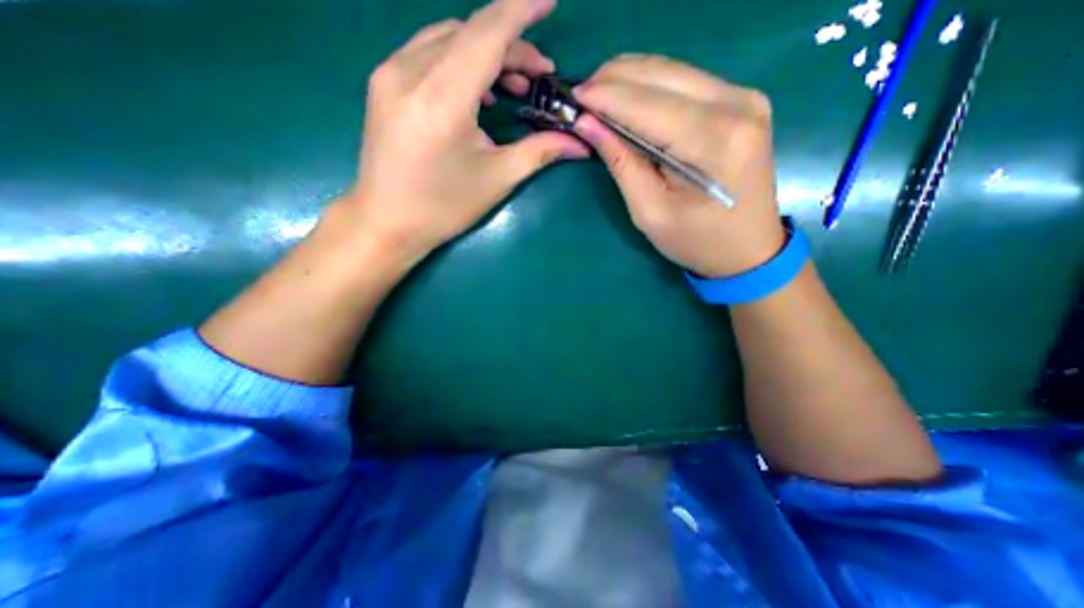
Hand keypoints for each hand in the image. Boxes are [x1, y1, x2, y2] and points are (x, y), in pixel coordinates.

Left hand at [343, 0, 588, 261]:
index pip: (487, 34)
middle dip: (511, 46)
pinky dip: (459, 61)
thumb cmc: (444, 207)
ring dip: (485, 52)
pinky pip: (428, 53)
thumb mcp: (497, 179)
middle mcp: (409, 72)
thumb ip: (539, 151)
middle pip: (469, 33)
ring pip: (447, 38)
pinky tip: (476, 91)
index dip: (521, 11)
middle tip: (539, 76)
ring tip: (511, 85)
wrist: (387, 222)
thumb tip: (578, 142)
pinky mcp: (384, 83)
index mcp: (441, 98)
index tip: (549, 0)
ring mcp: (390, 74)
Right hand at [576, 54, 788, 278]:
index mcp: (714, 142)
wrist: (749, 249)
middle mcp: (736, 106)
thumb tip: (588, 124)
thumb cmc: (697, 241)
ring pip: (673, 70)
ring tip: (599, 95)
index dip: (606, 97)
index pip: (648, 105)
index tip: (573, 96)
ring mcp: (744, 98)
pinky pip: (686, 81)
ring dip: (631, 78)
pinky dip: (651, 86)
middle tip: (582, 95)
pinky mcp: (741, 101)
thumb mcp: (650, 213)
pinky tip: (629, 99)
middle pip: (662, 75)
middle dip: (615, 79)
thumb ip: (622, 164)